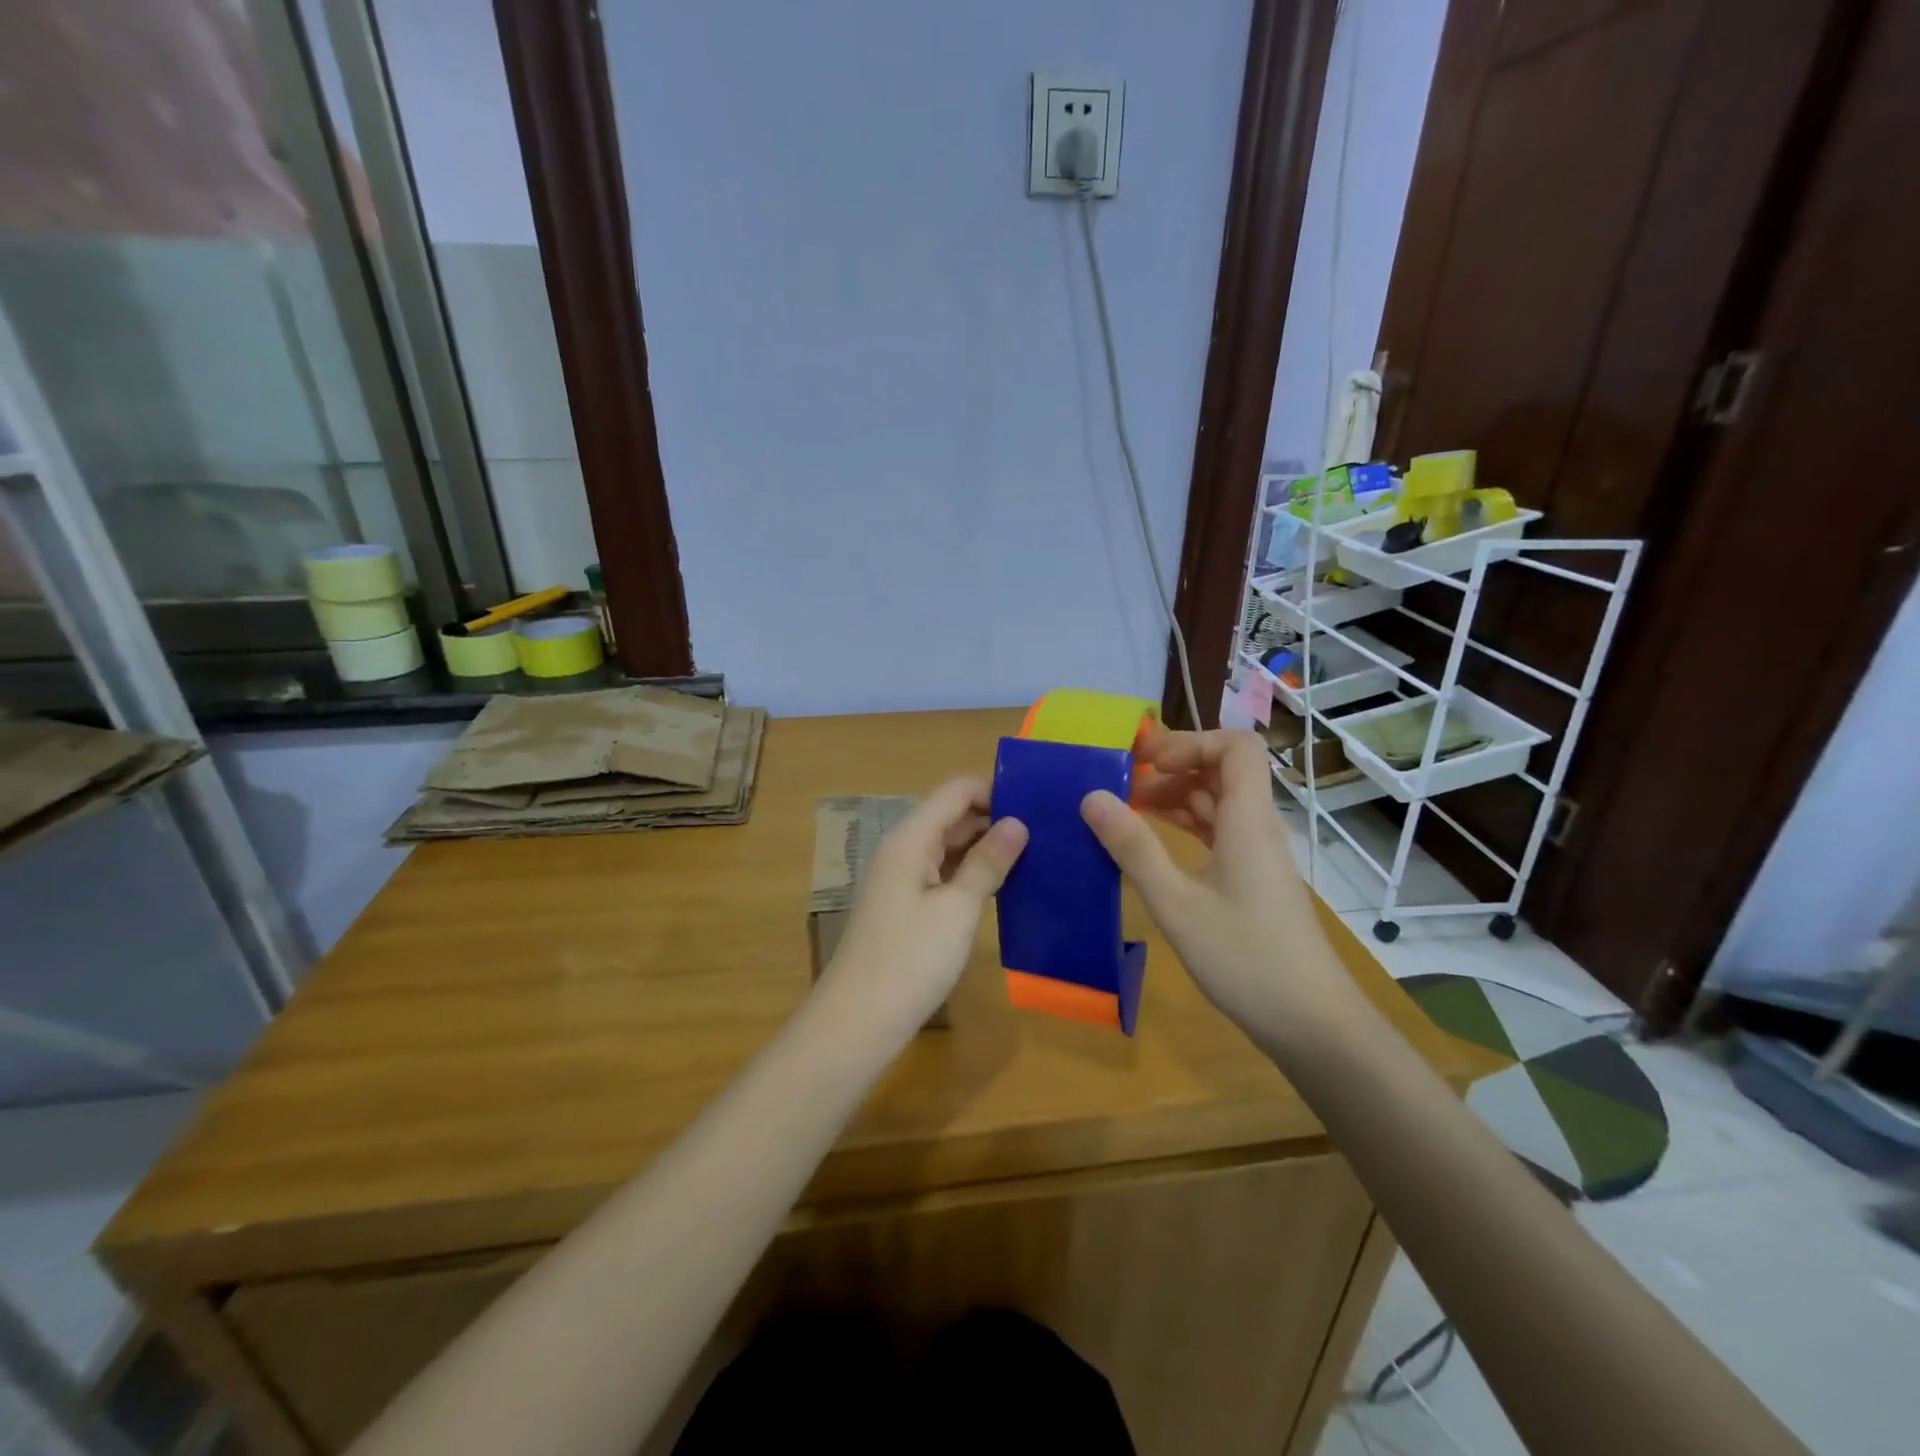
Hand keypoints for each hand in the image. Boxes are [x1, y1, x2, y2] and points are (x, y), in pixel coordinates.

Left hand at [820, 776, 1028, 1036]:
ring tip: (1036, 852)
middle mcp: (904, 849)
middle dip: (995, 817)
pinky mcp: (907, 906)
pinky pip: (944, 873)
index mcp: (911, 838)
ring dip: (986, 846)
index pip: (956, 790)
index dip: (995, 789)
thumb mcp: (957, 909)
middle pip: (952, 815)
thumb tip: (1017, 823)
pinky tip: (1005, 884)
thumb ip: (987, 862)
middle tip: (1048, 829)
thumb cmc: (910, 960)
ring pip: (949, 846)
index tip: (1039, 802)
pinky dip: (972, 873)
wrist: (858, 1021)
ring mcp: (903, 879)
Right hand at [1080, 727, 1356, 1034]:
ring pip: (1217, 804)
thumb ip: (1134, 848)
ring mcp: (1257, 856)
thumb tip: (1091, 797)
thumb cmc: (1244, 958)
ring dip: (1174, 798)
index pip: (1235, 747)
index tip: (1144, 762)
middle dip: (1171, 768)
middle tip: (1120, 786)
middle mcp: (1257, 827)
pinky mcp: (1253, 881)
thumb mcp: (1176, 903)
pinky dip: (1185, 828)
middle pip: (1222, 771)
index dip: (1190, 741)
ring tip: (1124, 812)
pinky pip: (1218, 834)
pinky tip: (1150, 846)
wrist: (1312, 1024)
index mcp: (1248, 820)